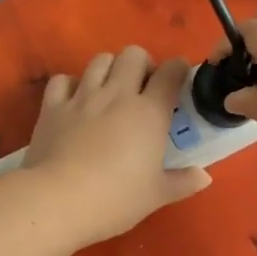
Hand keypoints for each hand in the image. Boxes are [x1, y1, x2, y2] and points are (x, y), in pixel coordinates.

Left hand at [22, 46, 210, 243]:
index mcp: (149, 112)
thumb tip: (204, 176)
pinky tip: (75, 101)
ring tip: (110, 91)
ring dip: (109, 70)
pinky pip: (63, 80)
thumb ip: (183, 182)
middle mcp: (117, 94)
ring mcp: (82, 97)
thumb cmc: (115, 199)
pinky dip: (71, 85)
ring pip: (99, 60)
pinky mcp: (52, 107)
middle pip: (133, 54)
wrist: (57, 201)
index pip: (171, 72)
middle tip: (143, 89)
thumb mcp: (156, 196)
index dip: (178, 70)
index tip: (179, 83)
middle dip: (142, 65)